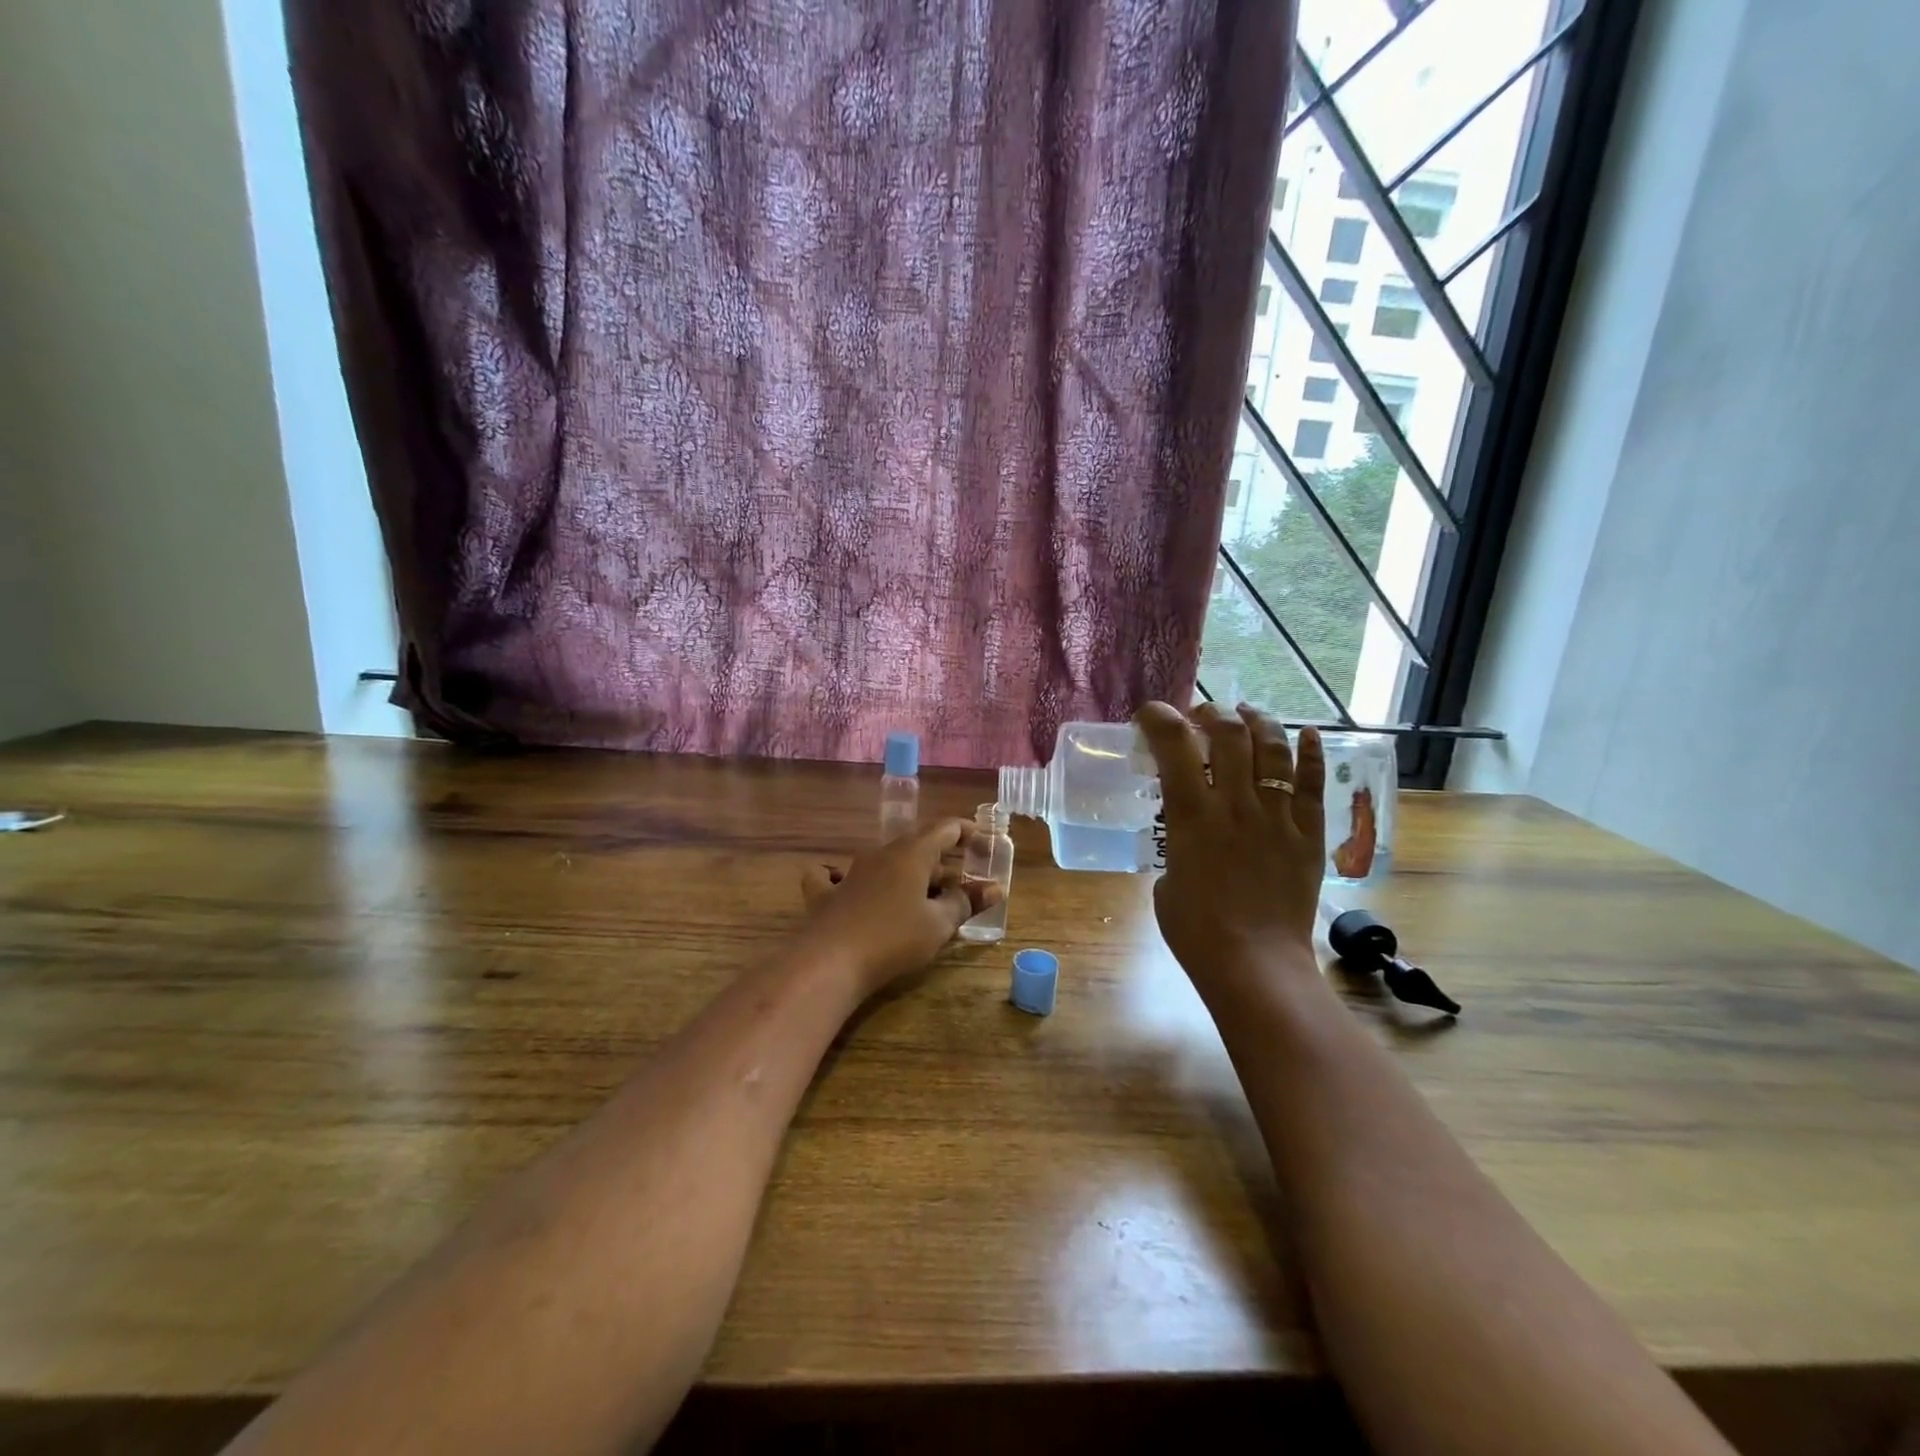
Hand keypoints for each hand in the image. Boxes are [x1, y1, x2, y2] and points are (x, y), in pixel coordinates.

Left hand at [798, 820, 999, 997]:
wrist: (829, 962)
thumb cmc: (893, 938)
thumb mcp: (939, 924)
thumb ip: (966, 902)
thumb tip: (994, 888)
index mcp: (912, 853)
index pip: (945, 828)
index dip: (967, 832)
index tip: (984, 844)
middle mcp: (881, 854)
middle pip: (917, 846)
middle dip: (941, 862)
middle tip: (960, 886)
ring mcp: (850, 871)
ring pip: (885, 862)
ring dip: (906, 874)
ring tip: (921, 898)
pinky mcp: (825, 894)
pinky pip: (833, 876)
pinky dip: (844, 877)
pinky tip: (844, 886)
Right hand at [1134, 701, 1325, 991]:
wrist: (1254, 964)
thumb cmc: (1195, 930)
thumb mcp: (1165, 879)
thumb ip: (1176, 846)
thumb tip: (1189, 837)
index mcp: (1192, 815)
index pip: (1174, 744)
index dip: (1159, 717)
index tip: (1150, 714)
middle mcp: (1236, 804)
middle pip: (1228, 734)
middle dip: (1211, 713)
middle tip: (1202, 716)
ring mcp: (1277, 816)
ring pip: (1273, 748)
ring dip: (1258, 721)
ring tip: (1247, 714)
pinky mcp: (1308, 834)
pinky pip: (1313, 783)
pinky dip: (1311, 752)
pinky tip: (1308, 734)